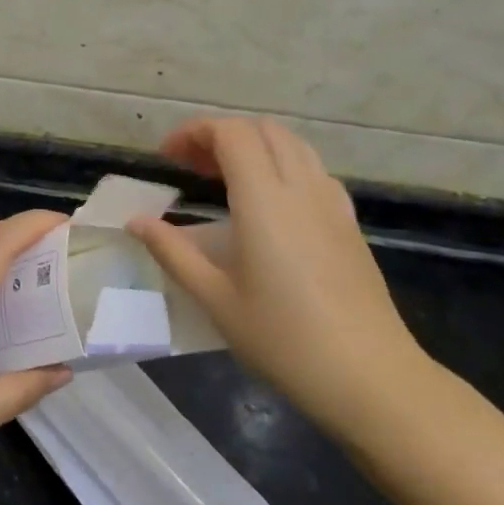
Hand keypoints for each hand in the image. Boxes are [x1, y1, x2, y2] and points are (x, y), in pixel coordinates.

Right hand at [127, 118, 435, 438]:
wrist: (367, 374)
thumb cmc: (282, 338)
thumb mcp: (215, 298)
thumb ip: (172, 252)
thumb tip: (136, 222)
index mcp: (264, 200)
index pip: (231, 134)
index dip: (195, 132)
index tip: (167, 156)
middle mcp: (301, 188)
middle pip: (263, 130)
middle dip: (221, 135)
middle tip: (190, 166)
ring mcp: (332, 203)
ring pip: (293, 145)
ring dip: (254, 146)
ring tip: (224, 178)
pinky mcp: (349, 223)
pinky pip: (314, 171)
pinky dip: (283, 165)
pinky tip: (270, 203)